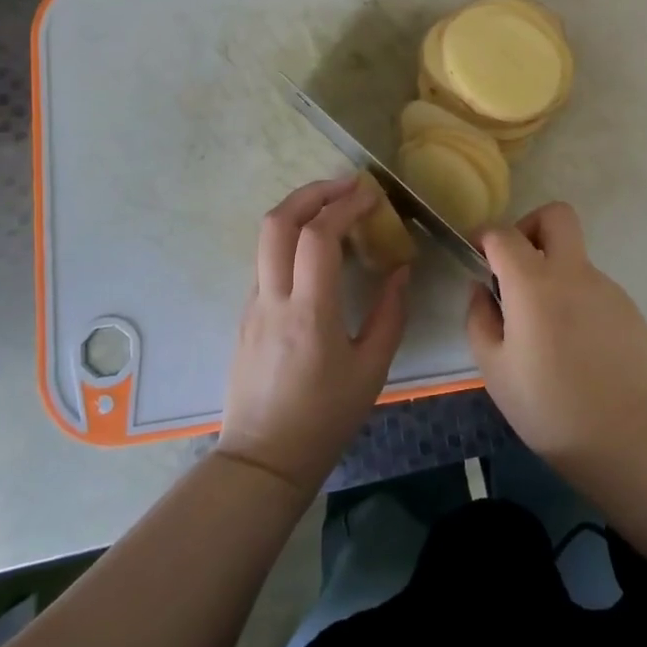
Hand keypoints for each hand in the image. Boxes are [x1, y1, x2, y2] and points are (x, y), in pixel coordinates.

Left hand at [218, 177, 409, 496]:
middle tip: (346, 186)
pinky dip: (291, 238)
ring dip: (298, 210)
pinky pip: (266, 260)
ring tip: (333, 208)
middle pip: (278, 221)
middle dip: (311, 192)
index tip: (370, 194)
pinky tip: (316, 250)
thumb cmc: (324, 419)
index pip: (318, 236)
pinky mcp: (246, 314)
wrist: (262, 460)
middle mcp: (273, 298)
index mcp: (309, 312)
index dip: (345, 205)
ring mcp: (253, 304)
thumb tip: (400, 269)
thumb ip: (390, 314)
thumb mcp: (372, 370)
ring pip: (266, 237)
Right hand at [465, 202, 646, 470]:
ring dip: (555, 277)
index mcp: (534, 283)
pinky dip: (578, 304)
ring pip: (575, 260)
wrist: (625, 436)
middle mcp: (573, 273)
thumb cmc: (547, 406)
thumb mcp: (494, 369)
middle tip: (518, 268)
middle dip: (531, 228)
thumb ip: (480, 319)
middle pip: (556, 216)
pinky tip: (577, 349)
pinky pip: (594, 291)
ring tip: (547, 332)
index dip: (485, 237)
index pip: (504, 234)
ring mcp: (607, 288)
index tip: (477, 256)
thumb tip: (483, 289)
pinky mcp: (629, 309)